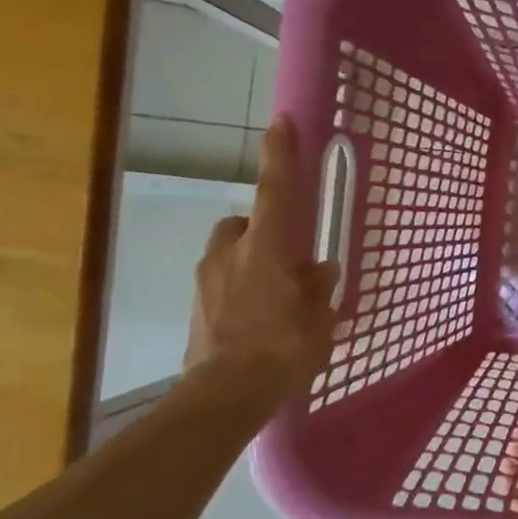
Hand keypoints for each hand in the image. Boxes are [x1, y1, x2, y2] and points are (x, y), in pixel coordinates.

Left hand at [183, 116, 338, 406]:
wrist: (225, 395)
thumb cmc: (283, 349)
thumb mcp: (318, 318)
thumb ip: (319, 287)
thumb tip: (321, 268)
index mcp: (267, 249)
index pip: (276, 191)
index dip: (280, 155)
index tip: (281, 123)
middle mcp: (231, 254)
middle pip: (244, 223)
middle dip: (263, 229)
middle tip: (288, 255)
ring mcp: (207, 280)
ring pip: (230, 252)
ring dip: (250, 260)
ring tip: (274, 293)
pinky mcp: (196, 306)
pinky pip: (221, 282)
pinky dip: (238, 288)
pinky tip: (256, 317)